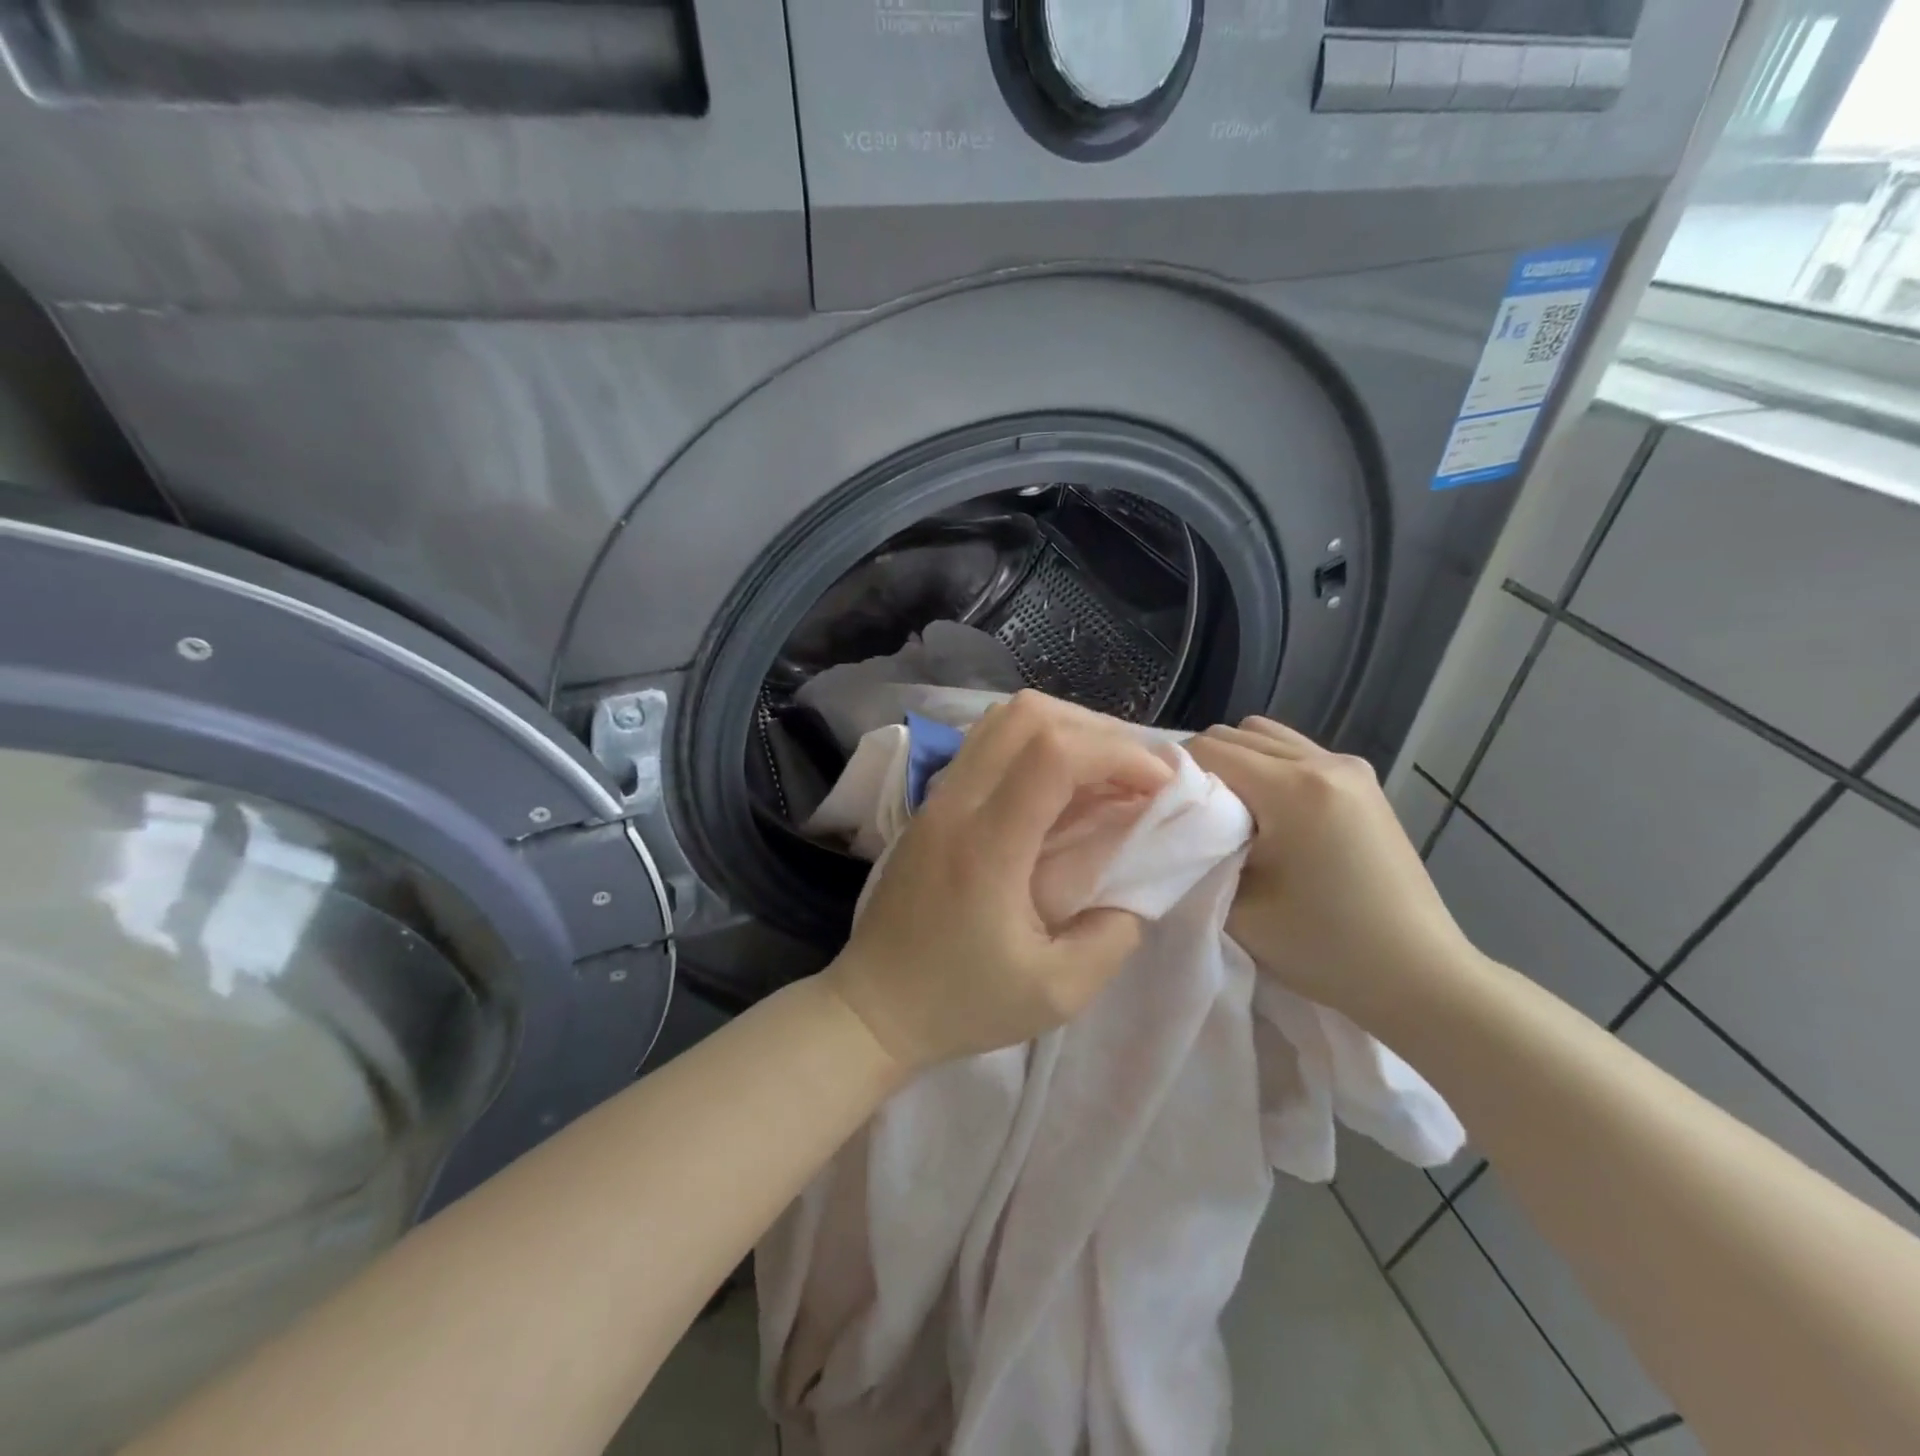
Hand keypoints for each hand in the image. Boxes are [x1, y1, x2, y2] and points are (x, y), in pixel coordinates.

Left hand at [821, 691, 1172, 1074]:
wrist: (876, 1003)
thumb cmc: (963, 1002)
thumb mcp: (1058, 993)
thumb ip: (1114, 935)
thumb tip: (1144, 881)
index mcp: (986, 846)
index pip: (1052, 754)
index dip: (1118, 754)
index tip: (1159, 785)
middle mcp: (957, 803)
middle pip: (1027, 716)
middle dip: (1098, 732)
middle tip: (1136, 775)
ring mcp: (938, 796)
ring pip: (1004, 719)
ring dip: (1065, 729)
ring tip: (1103, 773)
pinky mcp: (932, 802)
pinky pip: (987, 741)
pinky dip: (1034, 742)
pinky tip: (1059, 785)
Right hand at [1185, 717, 1478, 1014]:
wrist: (1420, 976)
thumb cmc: (1326, 948)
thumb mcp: (1240, 907)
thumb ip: (1199, 856)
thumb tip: (1178, 824)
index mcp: (1295, 788)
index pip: (1207, 750)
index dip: (1174, 776)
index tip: (1164, 813)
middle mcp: (1324, 761)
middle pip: (1234, 735)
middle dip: (1202, 769)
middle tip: (1193, 818)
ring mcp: (1350, 767)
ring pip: (1265, 736)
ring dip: (1236, 764)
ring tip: (1231, 814)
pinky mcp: (1363, 782)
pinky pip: (1294, 752)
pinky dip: (1268, 768)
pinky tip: (1268, 815)